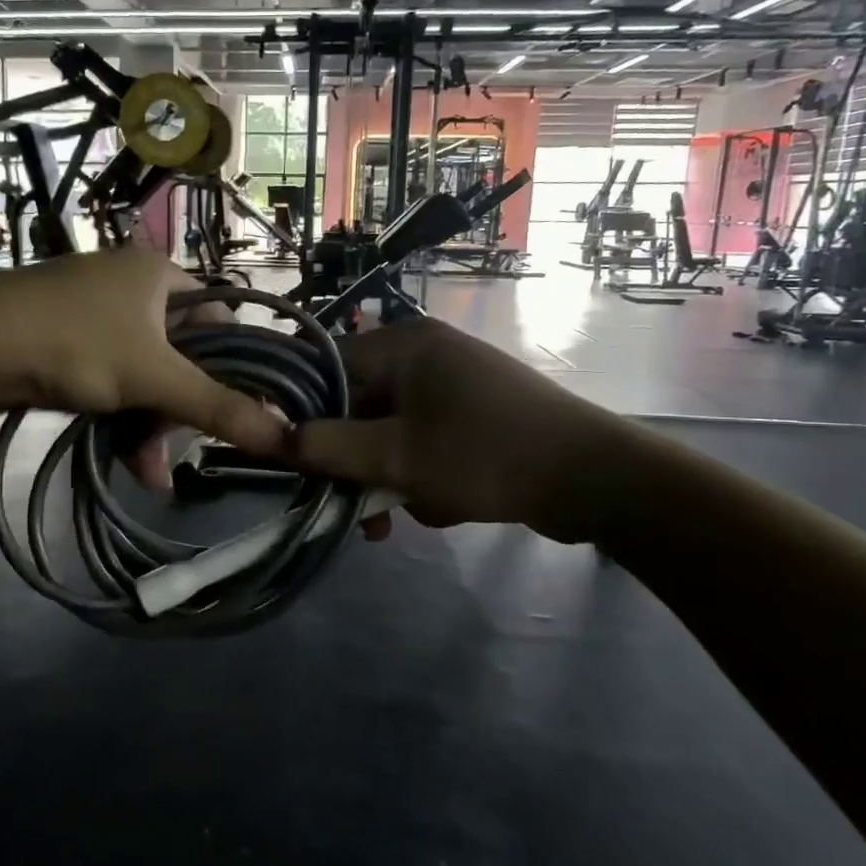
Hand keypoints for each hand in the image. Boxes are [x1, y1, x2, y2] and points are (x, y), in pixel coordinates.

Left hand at [0, 250, 286, 464]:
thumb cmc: (72, 343)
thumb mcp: (153, 377)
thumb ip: (219, 407)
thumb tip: (287, 434)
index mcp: (160, 274)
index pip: (221, 320)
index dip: (234, 368)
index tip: (237, 414)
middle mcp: (132, 289)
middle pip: (182, 357)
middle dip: (182, 413)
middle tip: (180, 454)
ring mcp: (97, 318)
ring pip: (147, 378)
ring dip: (152, 427)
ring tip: (150, 473)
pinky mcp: (68, 346)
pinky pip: (115, 383)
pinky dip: (123, 419)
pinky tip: (128, 460)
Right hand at [287, 319, 646, 542]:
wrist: (595, 480)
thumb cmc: (485, 455)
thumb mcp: (396, 457)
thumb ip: (327, 447)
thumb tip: (271, 438)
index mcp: (404, 345)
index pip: (326, 363)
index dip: (299, 406)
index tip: (286, 451)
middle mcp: (425, 355)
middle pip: (358, 404)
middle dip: (351, 458)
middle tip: (346, 503)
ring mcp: (453, 385)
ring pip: (390, 430)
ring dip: (386, 475)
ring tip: (393, 519)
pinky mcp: (474, 415)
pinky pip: (424, 441)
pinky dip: (419, 473)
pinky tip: (436, 506)